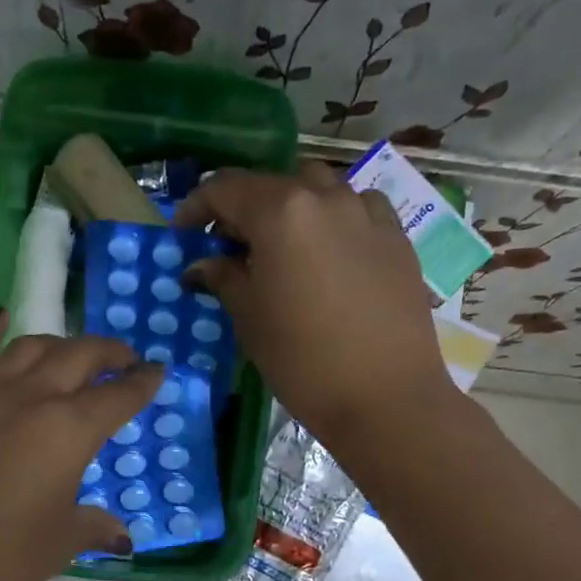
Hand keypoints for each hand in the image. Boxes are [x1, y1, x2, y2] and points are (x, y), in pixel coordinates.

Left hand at [0, 310, 162, 580]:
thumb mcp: (59, 544)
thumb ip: (94, 527)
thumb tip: (121, 535)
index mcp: (69, 432)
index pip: (117, 397)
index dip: (142, 384)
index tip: (158, 373)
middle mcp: (31, 400)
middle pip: (78, 357)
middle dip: (109, 353)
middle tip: (125, 360)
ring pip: (30, 347)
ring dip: (60, 343)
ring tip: (73, 353)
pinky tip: (1, 319)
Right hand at [176, 162, 451, 458]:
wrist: (385, 396)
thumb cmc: (303, 361)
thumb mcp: (250, 319)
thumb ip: (223, 279)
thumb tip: (201, 265)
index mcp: (281, 212)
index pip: (226, 188)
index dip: (196, 207)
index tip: (183, 234)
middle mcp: (326, 197)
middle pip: (273, 184)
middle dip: (244, 209)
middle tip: (229, 248)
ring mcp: (367, 213)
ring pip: (319, 189)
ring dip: (291, 209)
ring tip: (280, 248)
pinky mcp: (397, 238)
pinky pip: (356, 210)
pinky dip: (332, 221)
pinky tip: (328, 255)